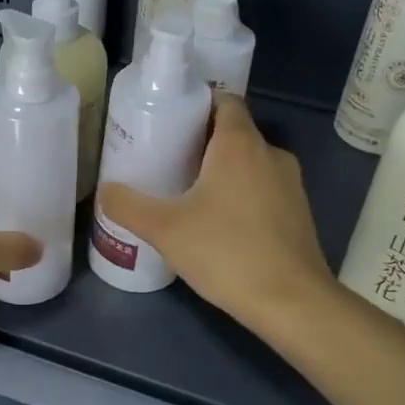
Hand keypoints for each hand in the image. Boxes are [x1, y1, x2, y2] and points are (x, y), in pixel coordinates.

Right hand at [97, 95, 336, 334]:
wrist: (292, 303)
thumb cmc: (226, 252)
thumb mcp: (164, 229)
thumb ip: (128, 206)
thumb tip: (105, 191)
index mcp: (240, 144)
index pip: (224, 100)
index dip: (197, 103)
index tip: (169, 119)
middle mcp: (270, 154)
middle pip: (234, 132)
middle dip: (202, 141)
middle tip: (167, 157)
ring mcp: (291, 184)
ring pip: (250, 162)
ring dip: (223, 170)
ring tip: (188, 190)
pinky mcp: (299, 213)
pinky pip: (264, 188)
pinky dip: (241, 194)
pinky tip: (218, 222)